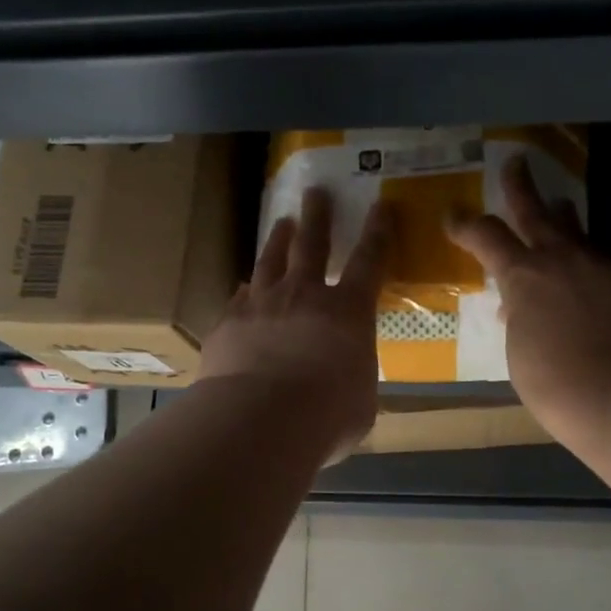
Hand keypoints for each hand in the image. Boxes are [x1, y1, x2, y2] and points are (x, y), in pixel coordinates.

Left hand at [199, 188, 390, 449]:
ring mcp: (262, 305)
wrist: (261, 419)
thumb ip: (354, 383)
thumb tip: (346, 387)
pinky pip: (239, 297)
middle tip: (316, 192)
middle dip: (318, 217)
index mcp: (348, 313)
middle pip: (313, 245)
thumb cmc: (327, 415)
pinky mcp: (229, 323)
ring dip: (278, 239)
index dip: (378, 233)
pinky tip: (244, 286)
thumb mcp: (359, 403)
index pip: (370, 263)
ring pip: (271, 261)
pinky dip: (246, 290)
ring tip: (282, 222)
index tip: (381, 206)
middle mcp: (305, 296)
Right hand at [447, 157, 610, 444]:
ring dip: (564, 218)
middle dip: (520, 187)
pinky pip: (606, 267)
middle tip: (516, 162)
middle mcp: (564, 260)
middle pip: (537, 212)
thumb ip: (519, 320)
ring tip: (559, 206)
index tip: (452, 215)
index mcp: (524, 277)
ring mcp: (605, 267)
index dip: (465, 225)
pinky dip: (592, 271)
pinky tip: (596, 290)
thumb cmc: (557, 386)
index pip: (486, 237)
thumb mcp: (521, 352)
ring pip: (579, 233)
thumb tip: (519, 307)